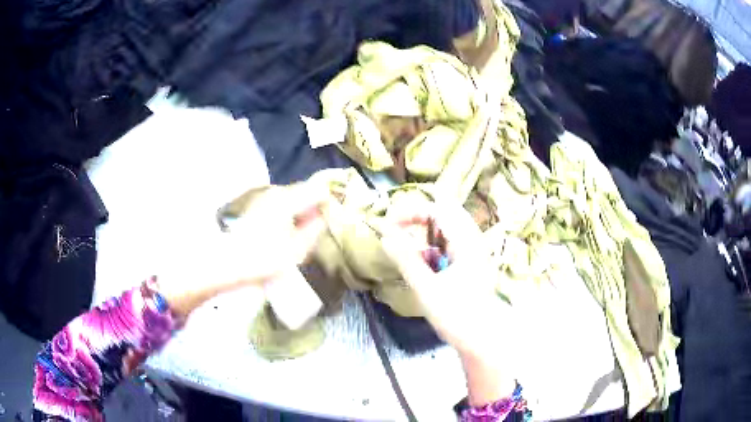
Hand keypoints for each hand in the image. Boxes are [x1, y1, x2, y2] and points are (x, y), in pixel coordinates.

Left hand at [163, 179, 328, 318]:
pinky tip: (277, 233)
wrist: (221, 262)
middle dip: (311, 206)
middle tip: (315, 228)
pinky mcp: (249, 204)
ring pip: (286, 198)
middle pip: (301, 192)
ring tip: (296, 234)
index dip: (328, 201)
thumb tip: (323, 217)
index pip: (317, 189)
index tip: (332, 216)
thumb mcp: (296, 250)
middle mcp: (273, 190)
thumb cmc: (261, 258)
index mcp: (286, 198)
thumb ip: (314, 231)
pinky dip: (281, 214)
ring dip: (295, 211)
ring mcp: (258, 196)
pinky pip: (274, 204)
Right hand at [381, 203, 515, 404]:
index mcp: (466, 242)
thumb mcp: (427, 288)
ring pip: (446, 229)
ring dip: (424, 233)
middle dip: (417, 219)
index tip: (389, 225)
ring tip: (406, 248)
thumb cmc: (457, 316)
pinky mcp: (470, 264)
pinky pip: (449, 244)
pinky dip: (432, 247)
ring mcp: (473, 252)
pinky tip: (423, 263)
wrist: (482, 339)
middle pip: (443, 214)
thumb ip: (406, 260)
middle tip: (395, 231)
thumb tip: (385, 235)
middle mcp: (472, 241)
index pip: (437, 209)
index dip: (410, 212)